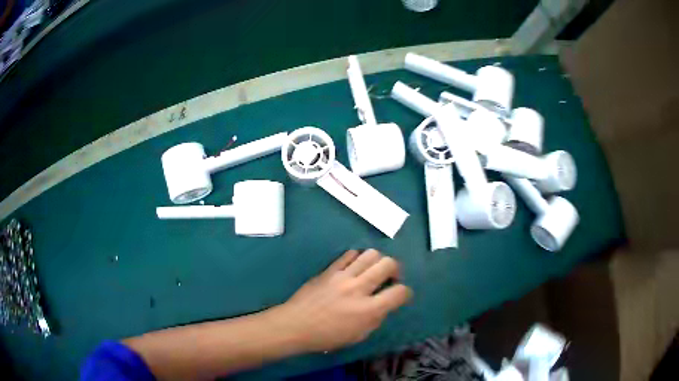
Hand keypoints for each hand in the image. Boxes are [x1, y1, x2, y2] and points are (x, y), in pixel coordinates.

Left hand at [273, 249, 412, 352]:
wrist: (296, 325)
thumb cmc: (326, 336)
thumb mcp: (357, 336)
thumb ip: (375, 319)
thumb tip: (383, 305)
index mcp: (368, 309)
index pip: (399, 292)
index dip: (406, 293)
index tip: (401, 295)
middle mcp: (359, 288)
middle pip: (388, 264)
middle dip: (396, 269)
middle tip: (390, 278)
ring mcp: (343, 276)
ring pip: (370, 254)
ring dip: (378, 261)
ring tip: (373, 270)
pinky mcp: (330, 270)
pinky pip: (349, 254)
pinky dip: (357, 258)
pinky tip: (355, 267)